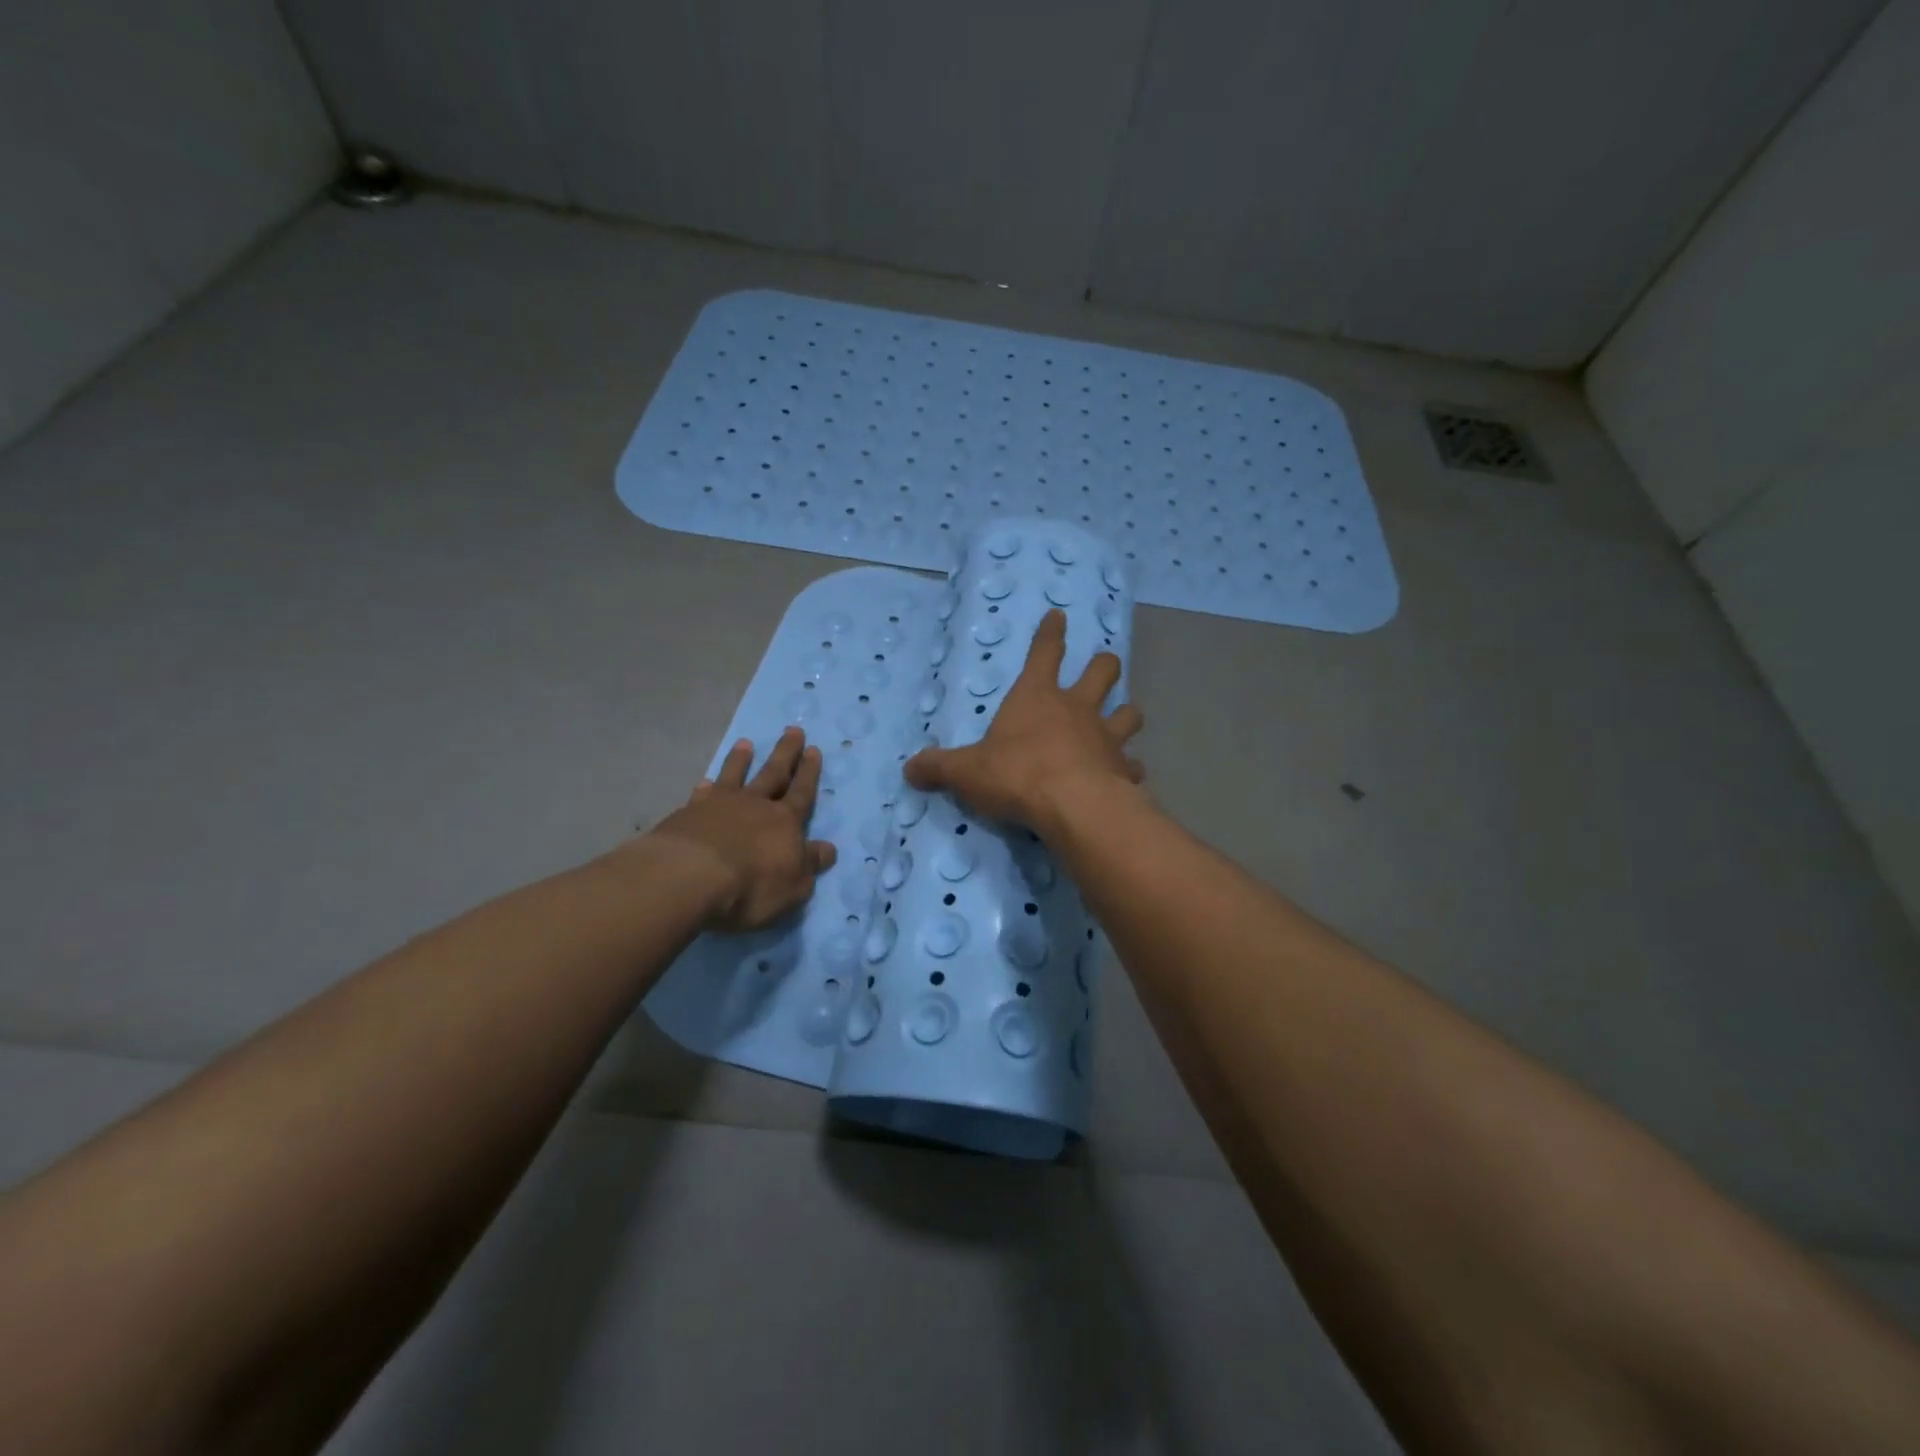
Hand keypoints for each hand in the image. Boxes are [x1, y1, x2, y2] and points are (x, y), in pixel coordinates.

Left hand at [645, 727, 837, 931]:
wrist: (689, 877)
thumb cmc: (751, 886)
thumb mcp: (793, 885)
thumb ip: (810, 864)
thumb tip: (829, 848)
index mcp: (785, 821)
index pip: (802, 792)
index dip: (809, 772)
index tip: (814, 749)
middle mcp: (755, 805)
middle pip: (774, 773)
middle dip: (786, 753)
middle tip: (793, 730)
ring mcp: (720, 805)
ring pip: (735, 775)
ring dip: (742, 760)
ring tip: (746, 743)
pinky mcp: (689, 814)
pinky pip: (702, 794)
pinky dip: (705, 786)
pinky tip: (704, 781)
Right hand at [904, 609, 1144, 838]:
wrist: (1072, 805)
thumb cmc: (1016, 774)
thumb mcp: (966, 771)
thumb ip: (939, 767)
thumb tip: (909, 769)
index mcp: (1036, 696)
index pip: (1044, 652)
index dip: (1051, 633)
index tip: (1059, 615)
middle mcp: (1077, 708)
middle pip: (1102, 672)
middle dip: (1103, 665)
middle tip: (1104, 665)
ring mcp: (1106, 736)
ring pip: (1128, 713)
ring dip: (1126, 713)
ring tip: (1124, 718)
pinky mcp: (1122, 768)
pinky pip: (1131, 764)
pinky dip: (1128, 768)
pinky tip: (1126, 776)